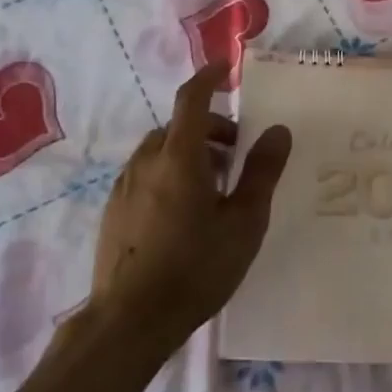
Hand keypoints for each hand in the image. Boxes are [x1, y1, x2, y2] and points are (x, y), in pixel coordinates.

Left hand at [86, 60, 291, 353]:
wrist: (128, 322)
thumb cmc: (195, 268)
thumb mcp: (244, 222)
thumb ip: (262, 172)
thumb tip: (278, 130)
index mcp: (179, 157)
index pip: (192, 99)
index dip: (208, 78)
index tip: (226, 69)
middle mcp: (146, 162)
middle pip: (178, 126)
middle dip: (210, 129)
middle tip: (236, 155)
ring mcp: (124, 186)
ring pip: (161, 151)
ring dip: (189, 153)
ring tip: (214, 188)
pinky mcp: (114, 211)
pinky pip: (146, 174)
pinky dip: (168, 173)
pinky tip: (183, 213)